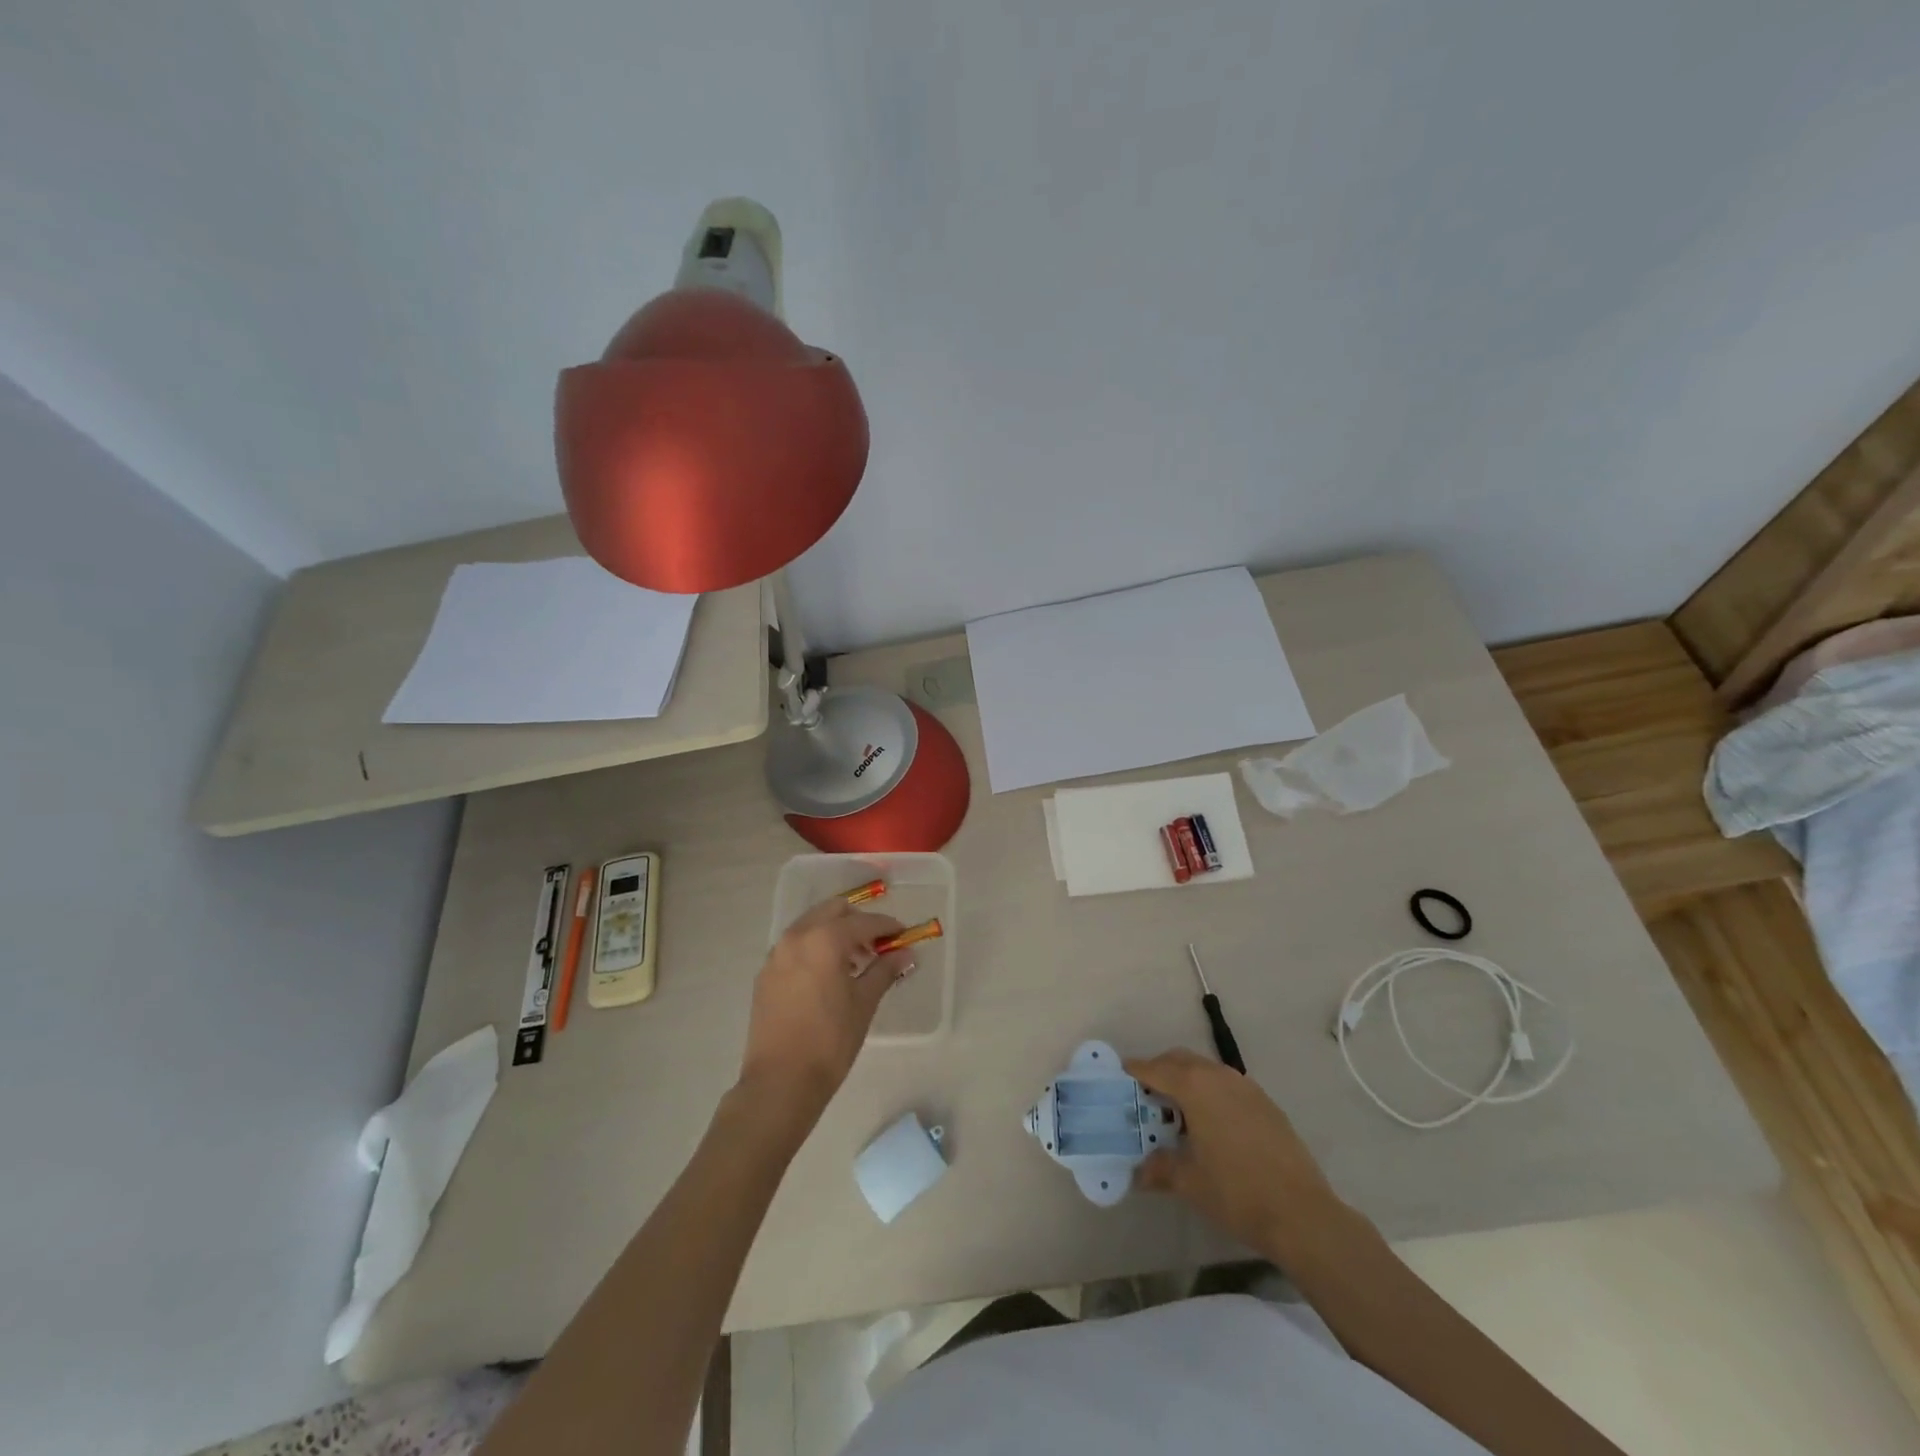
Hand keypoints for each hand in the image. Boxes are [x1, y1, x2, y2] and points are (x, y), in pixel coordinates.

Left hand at [738, 897, 913, 1121]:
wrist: (780, 1082)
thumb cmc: (830, 1040)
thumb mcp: (864, 1003)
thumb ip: (885, 970)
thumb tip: (905, 953)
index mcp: (824, 939)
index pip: (863, 922)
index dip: (887, 927)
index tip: (903, 935)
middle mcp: (797, 937)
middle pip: (833, 911)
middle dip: (857, 922)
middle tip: (877, 946)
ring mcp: (777, 954)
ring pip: (811, 925)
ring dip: (835, 933)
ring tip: (854, 963)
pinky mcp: (765, 973)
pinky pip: (795, 946)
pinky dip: (815, 948)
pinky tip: (827, 976)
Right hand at [1127, 1049, 1348, 1261]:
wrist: (1302, 1214)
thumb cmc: (1236, 1192)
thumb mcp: (1189, 1182)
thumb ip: (1160, 1168)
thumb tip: (1139, 1171)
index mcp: (1195, 1087)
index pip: (1155, 1068)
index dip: (1134, 1071)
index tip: (1120, 1076)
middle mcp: (1219, 1076)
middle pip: (1181, 1060)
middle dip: (1161, 1070)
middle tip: (1146, 1096)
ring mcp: (1247, 1088)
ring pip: (1207, 1070)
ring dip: (1188, 1081)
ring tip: (1178, 1112)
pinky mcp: (1266, 1103)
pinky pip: (1228, 1085)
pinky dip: (1212, 1093)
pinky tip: (1212, 1126)